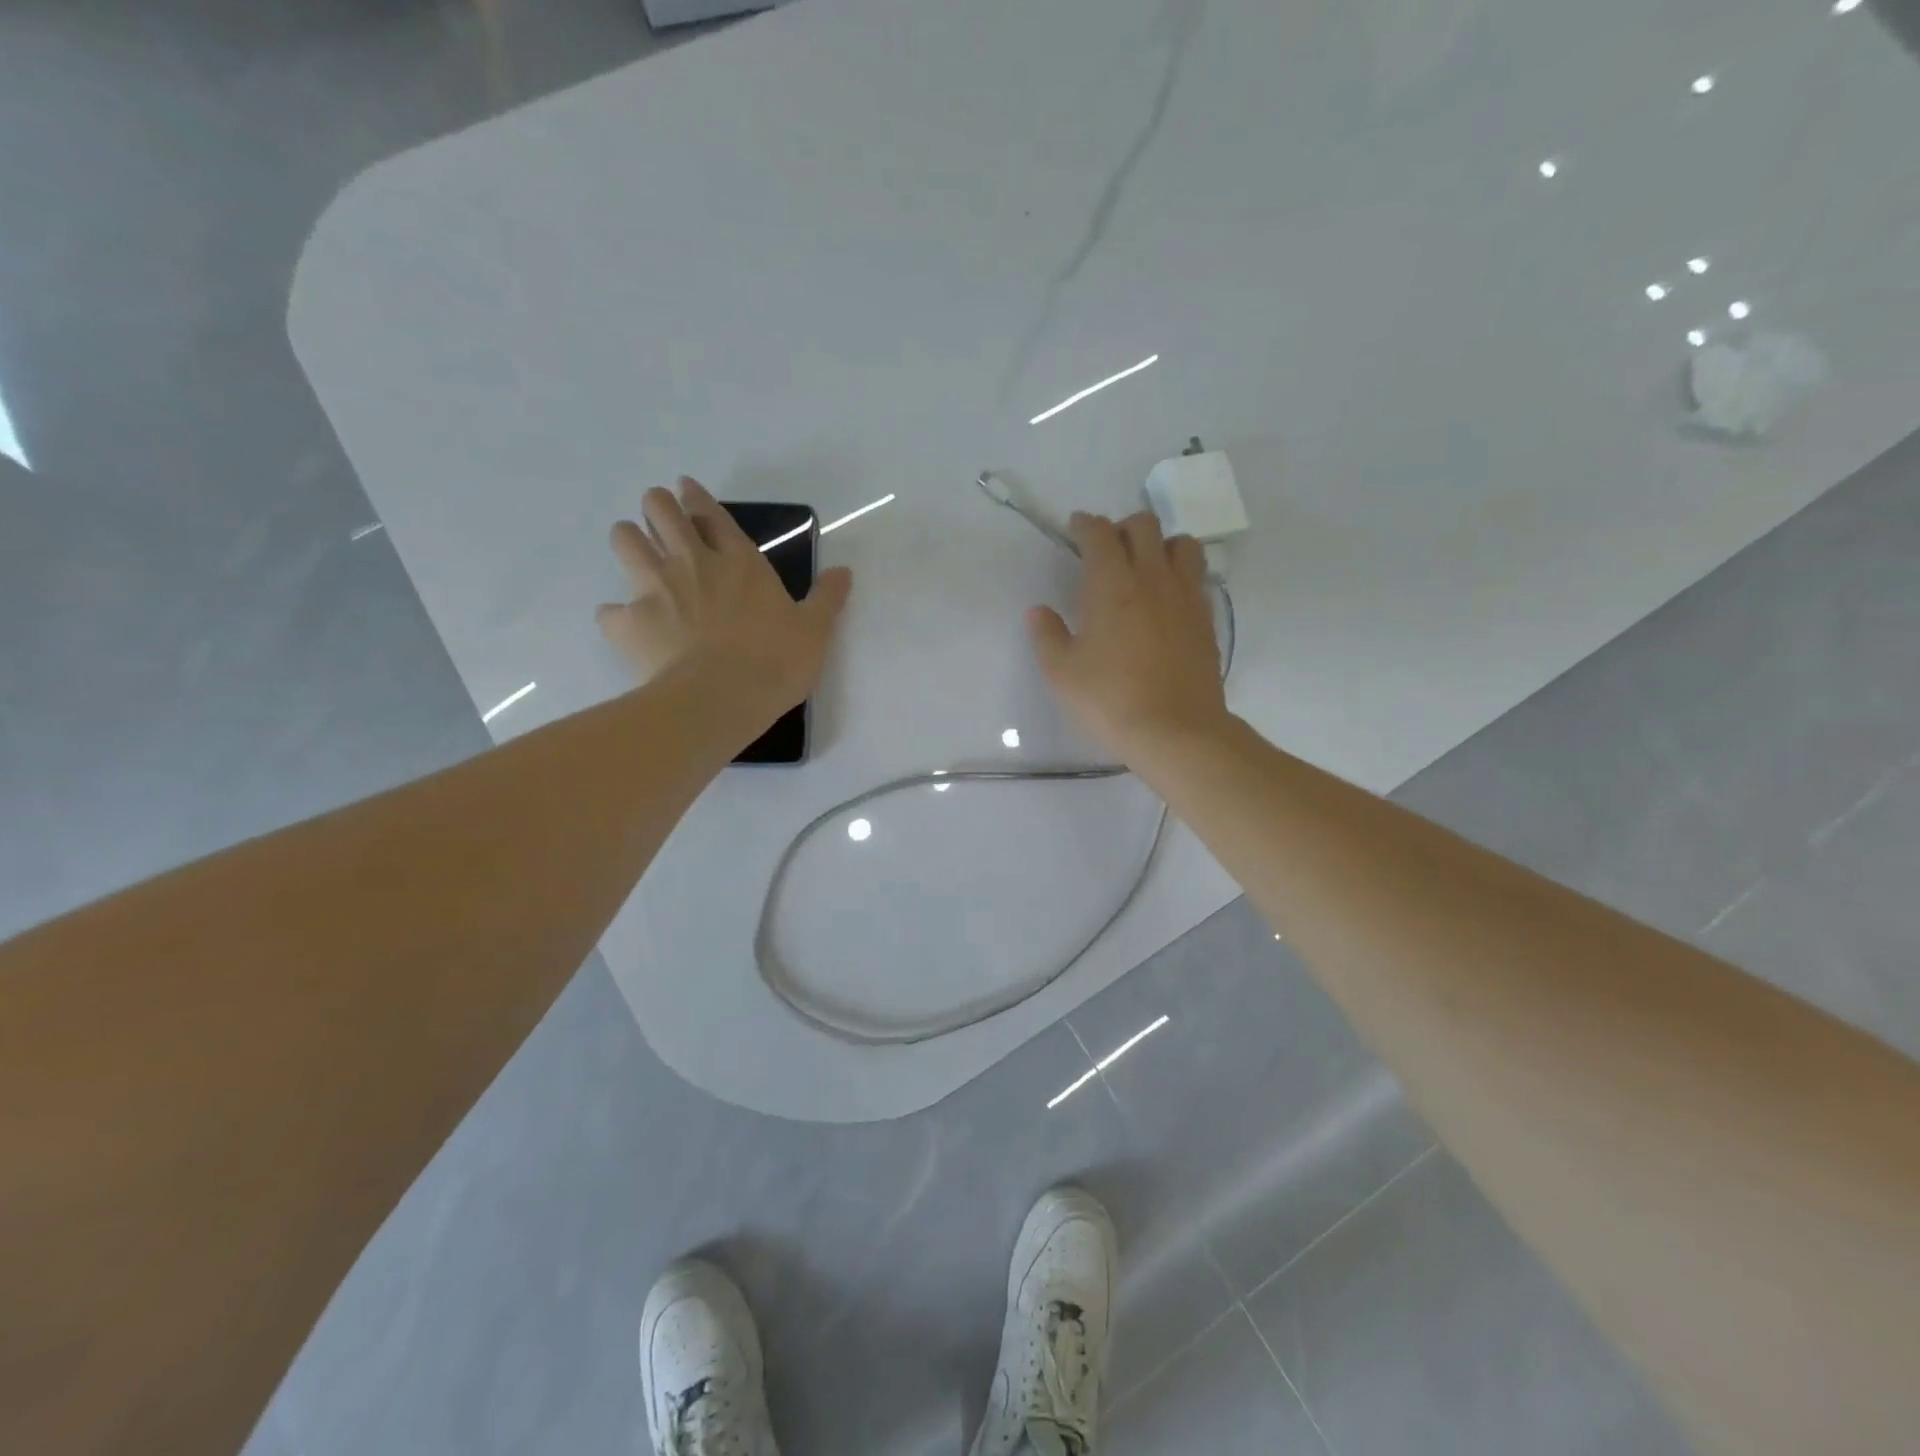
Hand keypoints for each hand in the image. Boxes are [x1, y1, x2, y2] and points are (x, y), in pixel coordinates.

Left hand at [597, 477, 852, 724]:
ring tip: (635, 552)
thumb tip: (844, 571)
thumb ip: (827, 598)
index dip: (696, 497)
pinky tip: (626, 626)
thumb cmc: (775, 662)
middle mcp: (693, 563)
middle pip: (661, 512)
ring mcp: (655, 589)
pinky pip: (609, 610)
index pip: (712, 514)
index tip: (684, 487)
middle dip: (657, 506)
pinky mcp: (627, 622)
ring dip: (628, 540)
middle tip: (659, 515)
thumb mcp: (815, 631)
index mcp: (739, 562)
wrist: (720, 699)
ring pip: (624, 540)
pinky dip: (616, 616)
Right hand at [1027, 511, 1226, 759]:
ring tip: (1146, 567)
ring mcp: (1185, 596)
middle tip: (1107, 550)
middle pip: (1143, 526)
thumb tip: (1039, 611)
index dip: (1085, 525)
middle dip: (1122, 528)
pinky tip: (1167, 598)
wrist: (1175, 731)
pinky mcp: (1206, 618)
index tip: (1076, 528)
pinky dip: (1180, 574)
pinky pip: (1197, 577)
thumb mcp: (1062, 673)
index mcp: (1111, 584)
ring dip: (1160, 545)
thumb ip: (1047, 636)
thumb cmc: (1110, 700)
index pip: (1099, 534)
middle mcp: (1152, 578)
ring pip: (1180, 543)